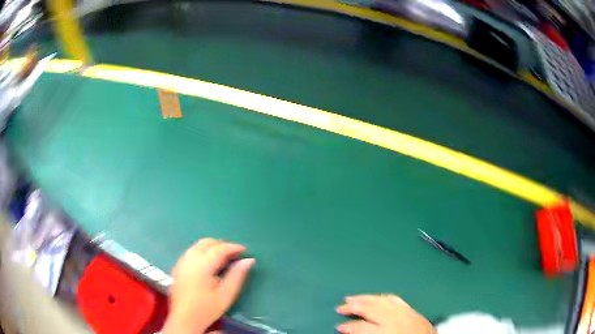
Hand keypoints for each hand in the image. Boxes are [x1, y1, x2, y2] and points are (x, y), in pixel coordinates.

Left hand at [163, 238, 254, 333]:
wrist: (184, 319)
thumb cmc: (207, 309)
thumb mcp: (226, 295)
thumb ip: (237, 276)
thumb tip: (249, 260)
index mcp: (201, 266)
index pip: (219, 249)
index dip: (233, 247)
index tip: (245, 251)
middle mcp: (189, 259)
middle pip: (207, 242)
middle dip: (222, 245)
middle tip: (234, 255)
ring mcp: (181, 262)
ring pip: (198, 246)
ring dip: (212, 248)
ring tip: (224, 260)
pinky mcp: (177, 267)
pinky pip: (191, 252)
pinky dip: (203, 252)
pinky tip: (209, 265)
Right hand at [336, 294, 433, 333]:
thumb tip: (353, 331)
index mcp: (387, 330)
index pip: (362, 327)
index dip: (349, 326)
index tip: (339, 326)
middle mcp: (396, 319)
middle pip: (371, 308)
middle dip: (355, 306)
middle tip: (341, 305)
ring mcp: (405, 312)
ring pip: (382, 300)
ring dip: (366, 298)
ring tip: (353, 297)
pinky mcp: (412, 310)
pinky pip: (395, 299)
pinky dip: (383, 297)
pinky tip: (377, 297)